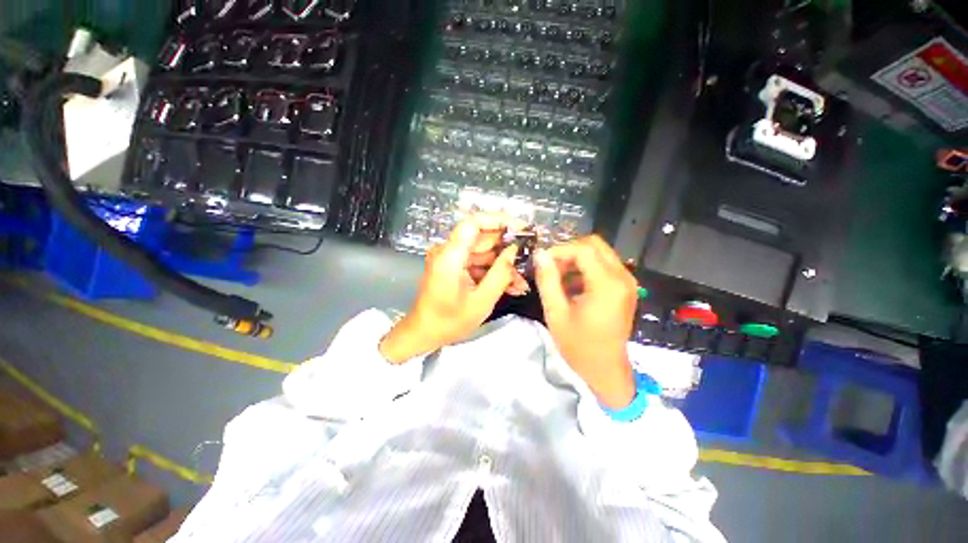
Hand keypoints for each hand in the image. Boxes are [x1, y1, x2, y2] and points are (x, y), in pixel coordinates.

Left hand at [380, 214, 527, 362]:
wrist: (424, 334)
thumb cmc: (449, 322)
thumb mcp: (481, 301)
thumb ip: (501, 274)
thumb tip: (515, 251)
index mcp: (450, 256)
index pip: (473, 223)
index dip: (498, 220)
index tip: (521, 228)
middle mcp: (448, 252)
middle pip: (482, 238)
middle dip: (507, 247)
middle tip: (530, 256)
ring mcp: (451, 259)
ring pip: (483, 252)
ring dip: (503, 264)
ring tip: (522, 279)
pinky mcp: (454, 268)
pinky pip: (478, 263)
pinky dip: (493, 272)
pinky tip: (511, 285)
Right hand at [534, 236, 637, 407]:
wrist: (606, 370)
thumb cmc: (579, 346)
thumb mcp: (556, 313)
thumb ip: (547, 280)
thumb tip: (540, 255)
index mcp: (607, 284)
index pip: (582, 250)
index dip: (559, 251)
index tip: (542, 263)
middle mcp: (622, 277)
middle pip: (594, 245)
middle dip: (568, 252)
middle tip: (550, 268)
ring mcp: (627, 282)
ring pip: (599, 254)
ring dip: (576, 260)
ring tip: (558, 278)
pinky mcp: (625, 288)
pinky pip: (604, 266)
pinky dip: (585, 269)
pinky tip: (571, 286)